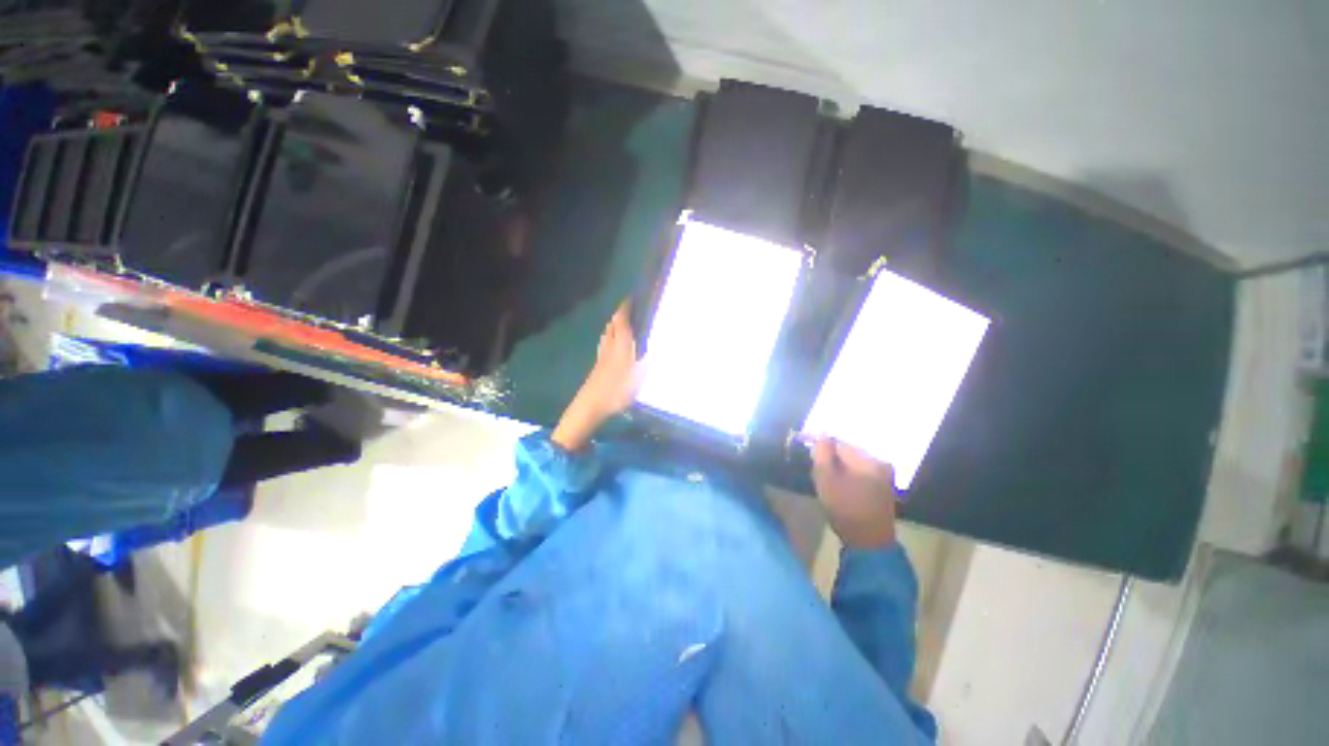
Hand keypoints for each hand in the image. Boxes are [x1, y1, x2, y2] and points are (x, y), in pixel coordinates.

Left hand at [551, 303, 640, 450]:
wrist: (591, 405)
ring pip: (608, 334)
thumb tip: (661, 345)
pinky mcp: (599, 365)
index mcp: (621, 345)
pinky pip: (605, 344)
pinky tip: (614, 345)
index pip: (622, 320)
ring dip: (615, 325)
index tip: (631, 297)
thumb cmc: (617, 390)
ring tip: (624, 324)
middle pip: (613, 325)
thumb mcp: (639, 377)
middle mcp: (610, 346)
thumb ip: (650, 360)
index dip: (625, 307)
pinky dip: (611, 337)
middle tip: (631, 310)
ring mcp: (602, 356)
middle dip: (621, 314)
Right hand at [811, 437, 897, 548]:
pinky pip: (862, 472)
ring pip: (854, 462)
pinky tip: (843, 488)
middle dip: (832, 459)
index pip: (839, 443)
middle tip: (819, 473)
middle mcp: (880, 462)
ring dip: (840, 468)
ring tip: (830, 482)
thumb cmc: (845, 509)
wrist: (870, 543)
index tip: (812, 460)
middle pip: (848, 452)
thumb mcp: (826, 480)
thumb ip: (821, 454)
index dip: (822, 449)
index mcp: (868, 459)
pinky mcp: (885, 487)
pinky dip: (850, 476)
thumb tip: (821, 434)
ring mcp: (885, 475)